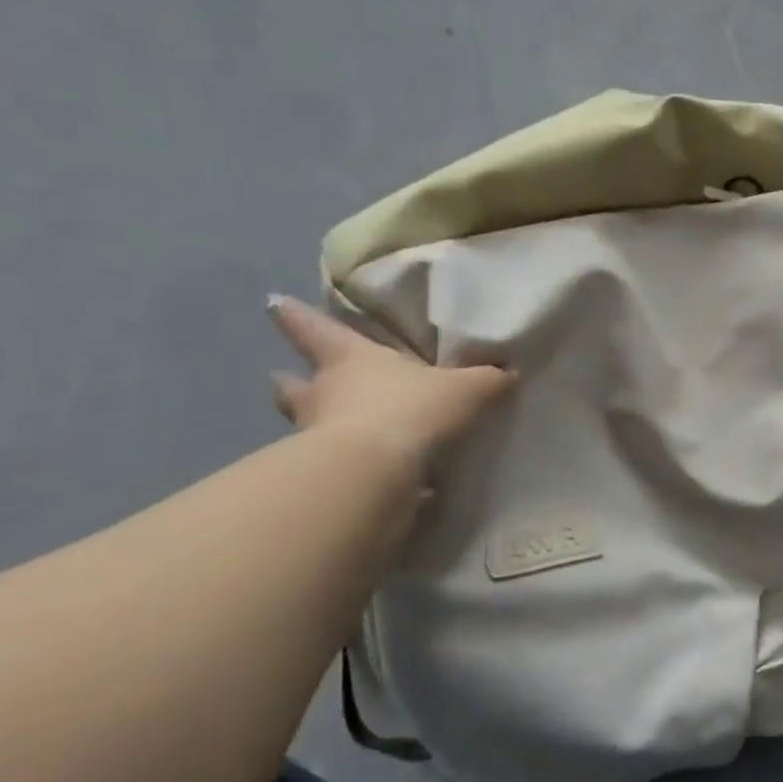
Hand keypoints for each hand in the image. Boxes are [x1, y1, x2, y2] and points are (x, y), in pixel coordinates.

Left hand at [266, 295, 514, 473]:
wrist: (376, 472)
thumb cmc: (412, 409)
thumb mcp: (465, 389)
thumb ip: (487, 380)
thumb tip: (509, 371)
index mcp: (350, 360)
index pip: (315, 330)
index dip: (296, 317)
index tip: (274, 303)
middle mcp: (324, 395)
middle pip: (293, 385)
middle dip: (290, 381)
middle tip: (284, 378)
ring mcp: (316, 438)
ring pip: (305, 427)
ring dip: (313, 427)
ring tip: (331, 433)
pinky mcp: (326, 477)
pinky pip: (333, 468)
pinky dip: (346, 469)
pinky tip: (367, 478)